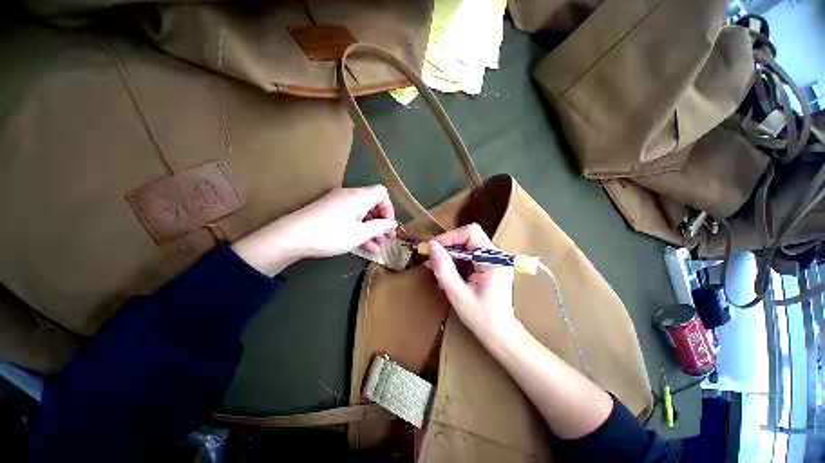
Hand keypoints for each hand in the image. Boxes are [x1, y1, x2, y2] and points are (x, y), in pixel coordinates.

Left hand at [232, 186, 396, 275]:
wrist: (291, 237)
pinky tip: (363, 243)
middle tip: (385, 238)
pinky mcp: (329, 209)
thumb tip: (392, 224)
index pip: (382, 193)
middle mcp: (349, 194)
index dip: (389, 209)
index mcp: (359, 196)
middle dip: (381, 221)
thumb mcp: (359, 234)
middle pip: (372, 202)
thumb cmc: (330, 235)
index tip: (388, 226)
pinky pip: (351, 215)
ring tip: (376, 244)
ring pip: (362, 211)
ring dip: (371, 227)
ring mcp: (338, 201)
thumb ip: (379, 227)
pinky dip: (359, 226)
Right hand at [426, 224, 517, 342]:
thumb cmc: (481, 318)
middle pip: (468, 238)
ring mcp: (494, 259)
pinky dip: (456, 262)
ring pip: (467, 246)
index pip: (471, 233)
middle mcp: (497, 255)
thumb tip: (431, 245)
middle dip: (447, 247)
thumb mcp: (457, 294)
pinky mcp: (490, 265)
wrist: (500, 334)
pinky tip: (448, 274)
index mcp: (494, 260)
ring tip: (437, 270)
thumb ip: (443, 268)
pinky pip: (469, 255)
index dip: (449, 237)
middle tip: (431, 261)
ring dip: (450, 255)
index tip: (432, 249)